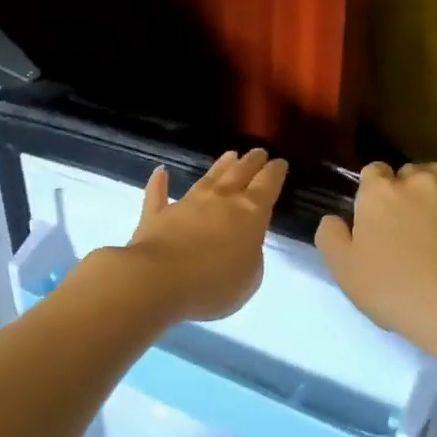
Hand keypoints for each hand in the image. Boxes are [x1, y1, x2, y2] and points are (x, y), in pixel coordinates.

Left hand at [122, 149, 287, 320]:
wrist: (159, 280)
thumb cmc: (214, 284)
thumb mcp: (250, 277)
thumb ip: (251, 254)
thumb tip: (243, 242)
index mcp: (250, 213)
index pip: (267, 185)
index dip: (275, 172)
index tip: (280, 162)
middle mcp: (220, 200)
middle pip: (239, 174)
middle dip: (251, 162)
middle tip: (258, 151)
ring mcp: (187, 204)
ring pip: (207, 179)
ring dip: (220, 166)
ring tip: (230, 155)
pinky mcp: (157, 215)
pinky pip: (158, 194)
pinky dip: (159, 183)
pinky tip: (161, 171)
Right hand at [315, 159, 436, 357]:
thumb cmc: (394, 290)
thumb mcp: (344, 270)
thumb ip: (331, 237)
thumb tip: (333, 219)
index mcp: (379, 192)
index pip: (371, 173)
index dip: (369, 193)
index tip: (371, 219)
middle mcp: (419, 181)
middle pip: (407, 172)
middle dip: (402, 190)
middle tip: (401, 224)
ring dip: (435, 183)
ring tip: (432, 206)